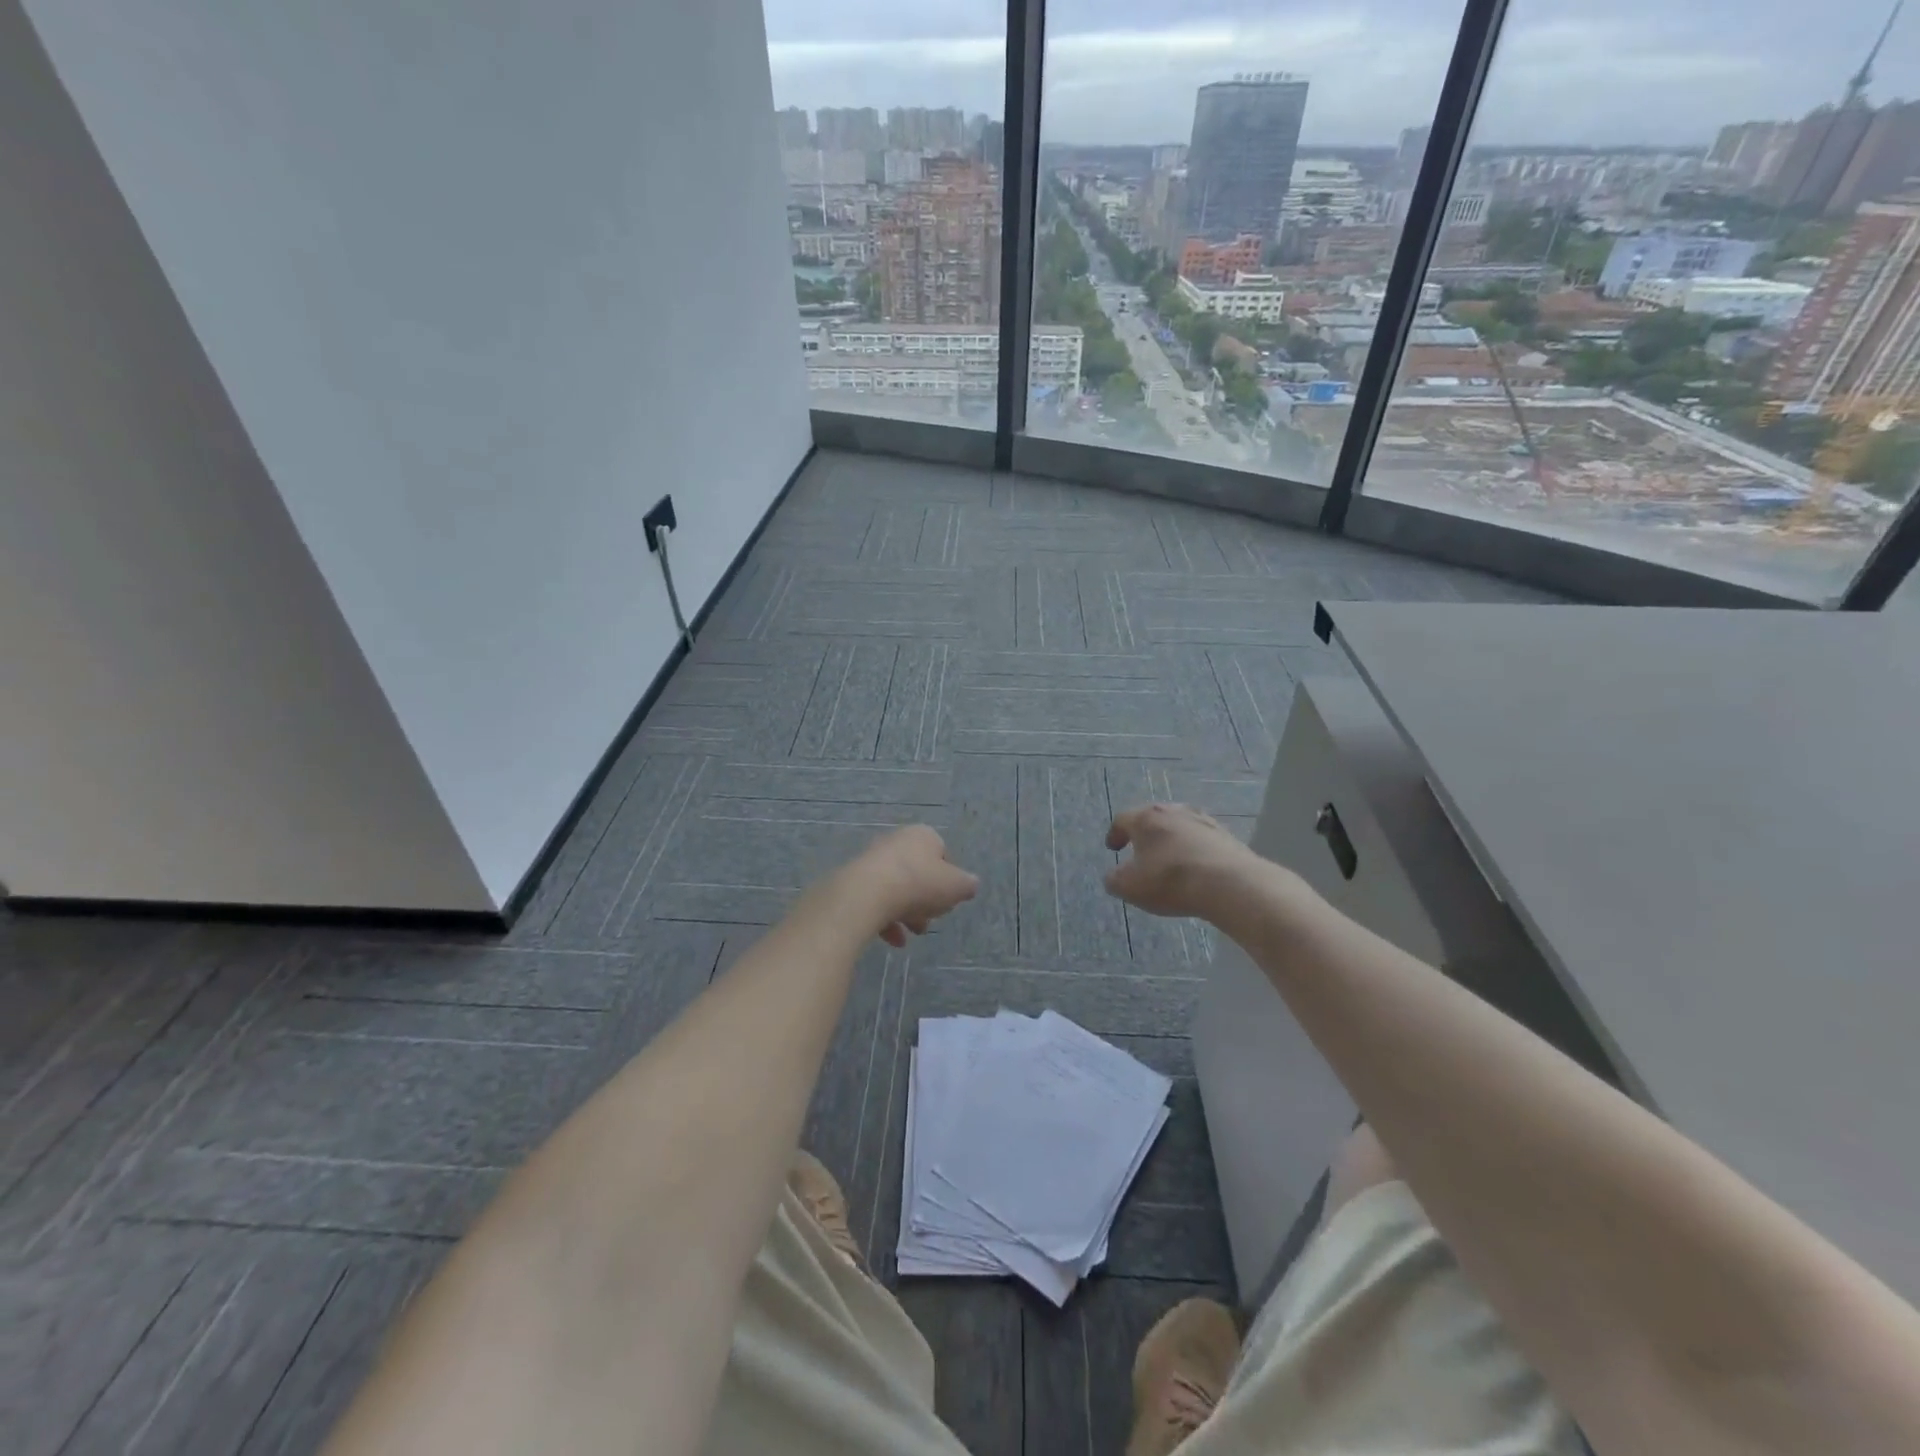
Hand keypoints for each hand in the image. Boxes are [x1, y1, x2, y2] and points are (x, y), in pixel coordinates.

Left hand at [843, 825, 979, 946]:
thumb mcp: (957, 886)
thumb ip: (967, 885)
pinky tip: (894, 939)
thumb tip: (969, 884)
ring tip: (913, 933)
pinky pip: (876, 900)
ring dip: (907, 912)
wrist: (868, 893)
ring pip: (897, 888)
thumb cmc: (919, 884)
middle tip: (930, 920)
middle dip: (926, 900)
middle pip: (918, 873)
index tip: (948, 900)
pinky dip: (886, 920)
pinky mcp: (855, 880)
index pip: (942, 854)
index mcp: (923, 835)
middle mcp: (897, 841)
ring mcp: (873, 860)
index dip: (948, 880)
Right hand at [1104, 803, 1264, 922]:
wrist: (1229, 884)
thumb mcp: (1129, 887)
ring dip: (1171, 839)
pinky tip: (1196, 866)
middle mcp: (1173, 811)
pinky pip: (1201, 839)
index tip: (1113, 848)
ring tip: (1169, 858)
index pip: (1123, 819)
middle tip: (1140, 850)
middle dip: (1144, 833)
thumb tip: (1114, 875)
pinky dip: (1193, 849)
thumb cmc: (1170, 880)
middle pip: (1152, 817)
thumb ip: (1114, 880)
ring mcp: (1203, 820)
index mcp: (1146, 818)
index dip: (1115, 834)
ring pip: (1179, 826)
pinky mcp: (1225, 835)